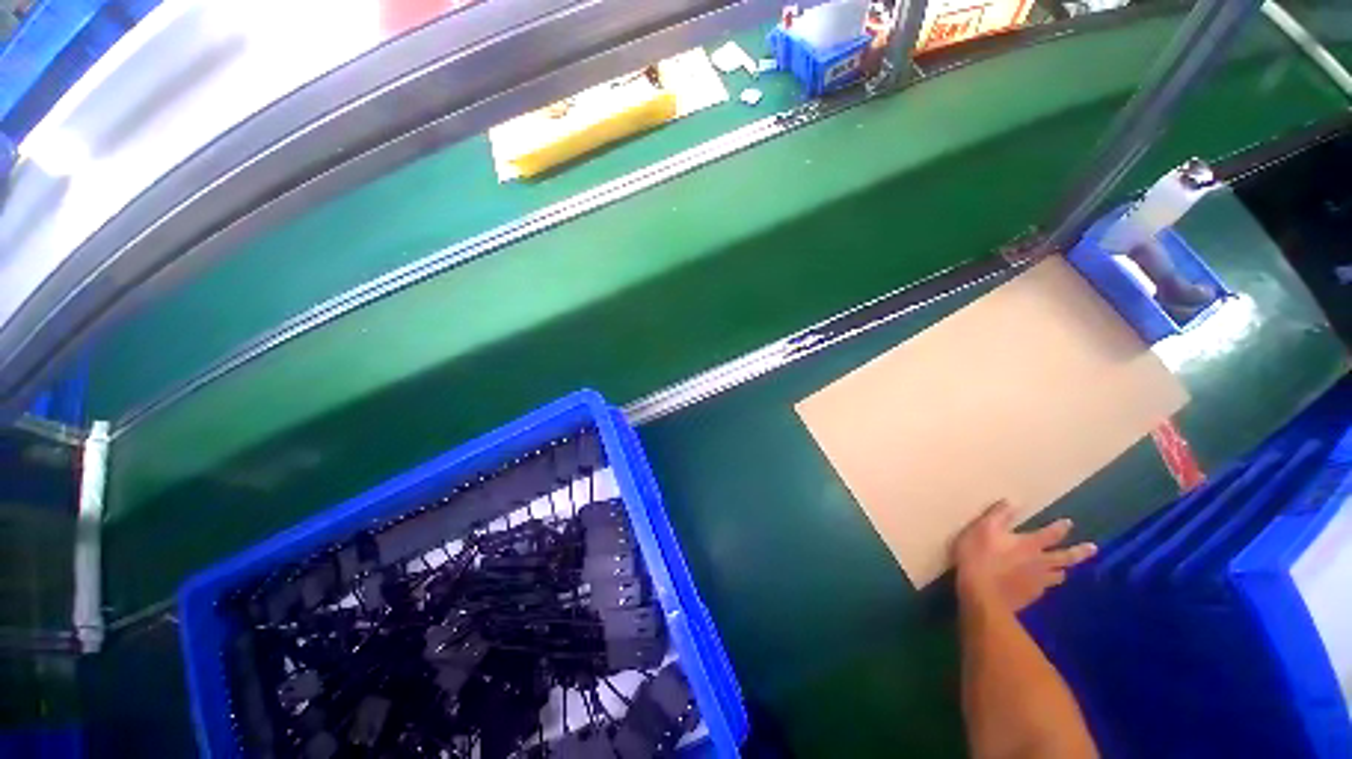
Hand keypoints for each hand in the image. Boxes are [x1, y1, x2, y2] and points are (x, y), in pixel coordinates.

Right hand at [953, 501, 1096, 611]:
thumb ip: (998, 515)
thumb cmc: (979, 557)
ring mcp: (1038, 582)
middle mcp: (1040, 562)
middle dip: (1079, 552)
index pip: (1050, 534)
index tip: (1069, 523)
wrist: (981, 594)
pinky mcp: (1030, 596)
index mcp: (1029, 544)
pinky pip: (1044, 588)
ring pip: (1058, 575)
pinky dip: (1046, 584)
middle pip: (1065, 557)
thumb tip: (1014, 501)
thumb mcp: (983, 529)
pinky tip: (1042, 586)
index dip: (1060, 528)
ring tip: (1065, 570)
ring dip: (1063, 570)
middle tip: (1093, 548)